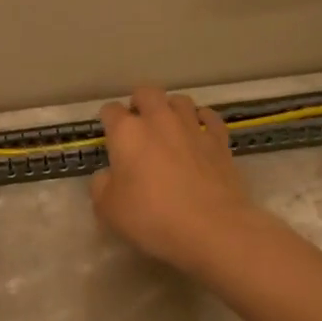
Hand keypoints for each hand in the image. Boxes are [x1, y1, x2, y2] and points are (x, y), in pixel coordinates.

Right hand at [92, 85, 257, 271]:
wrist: (210, 228)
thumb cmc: (151, 217)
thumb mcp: (107, 209)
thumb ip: (101, 185)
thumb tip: (108, 175)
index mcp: (127, 132)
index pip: (110, 111)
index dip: (107, 120)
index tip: (108, 134)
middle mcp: (159, 120)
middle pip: (147, 93)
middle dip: (139, 102)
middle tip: (137, 123)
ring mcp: (192, 127)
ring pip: (180, 100)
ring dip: (170, 108)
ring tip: (168, 125)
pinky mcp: (220, 141)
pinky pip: (210, 118)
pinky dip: (202, 119)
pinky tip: (200, 129)